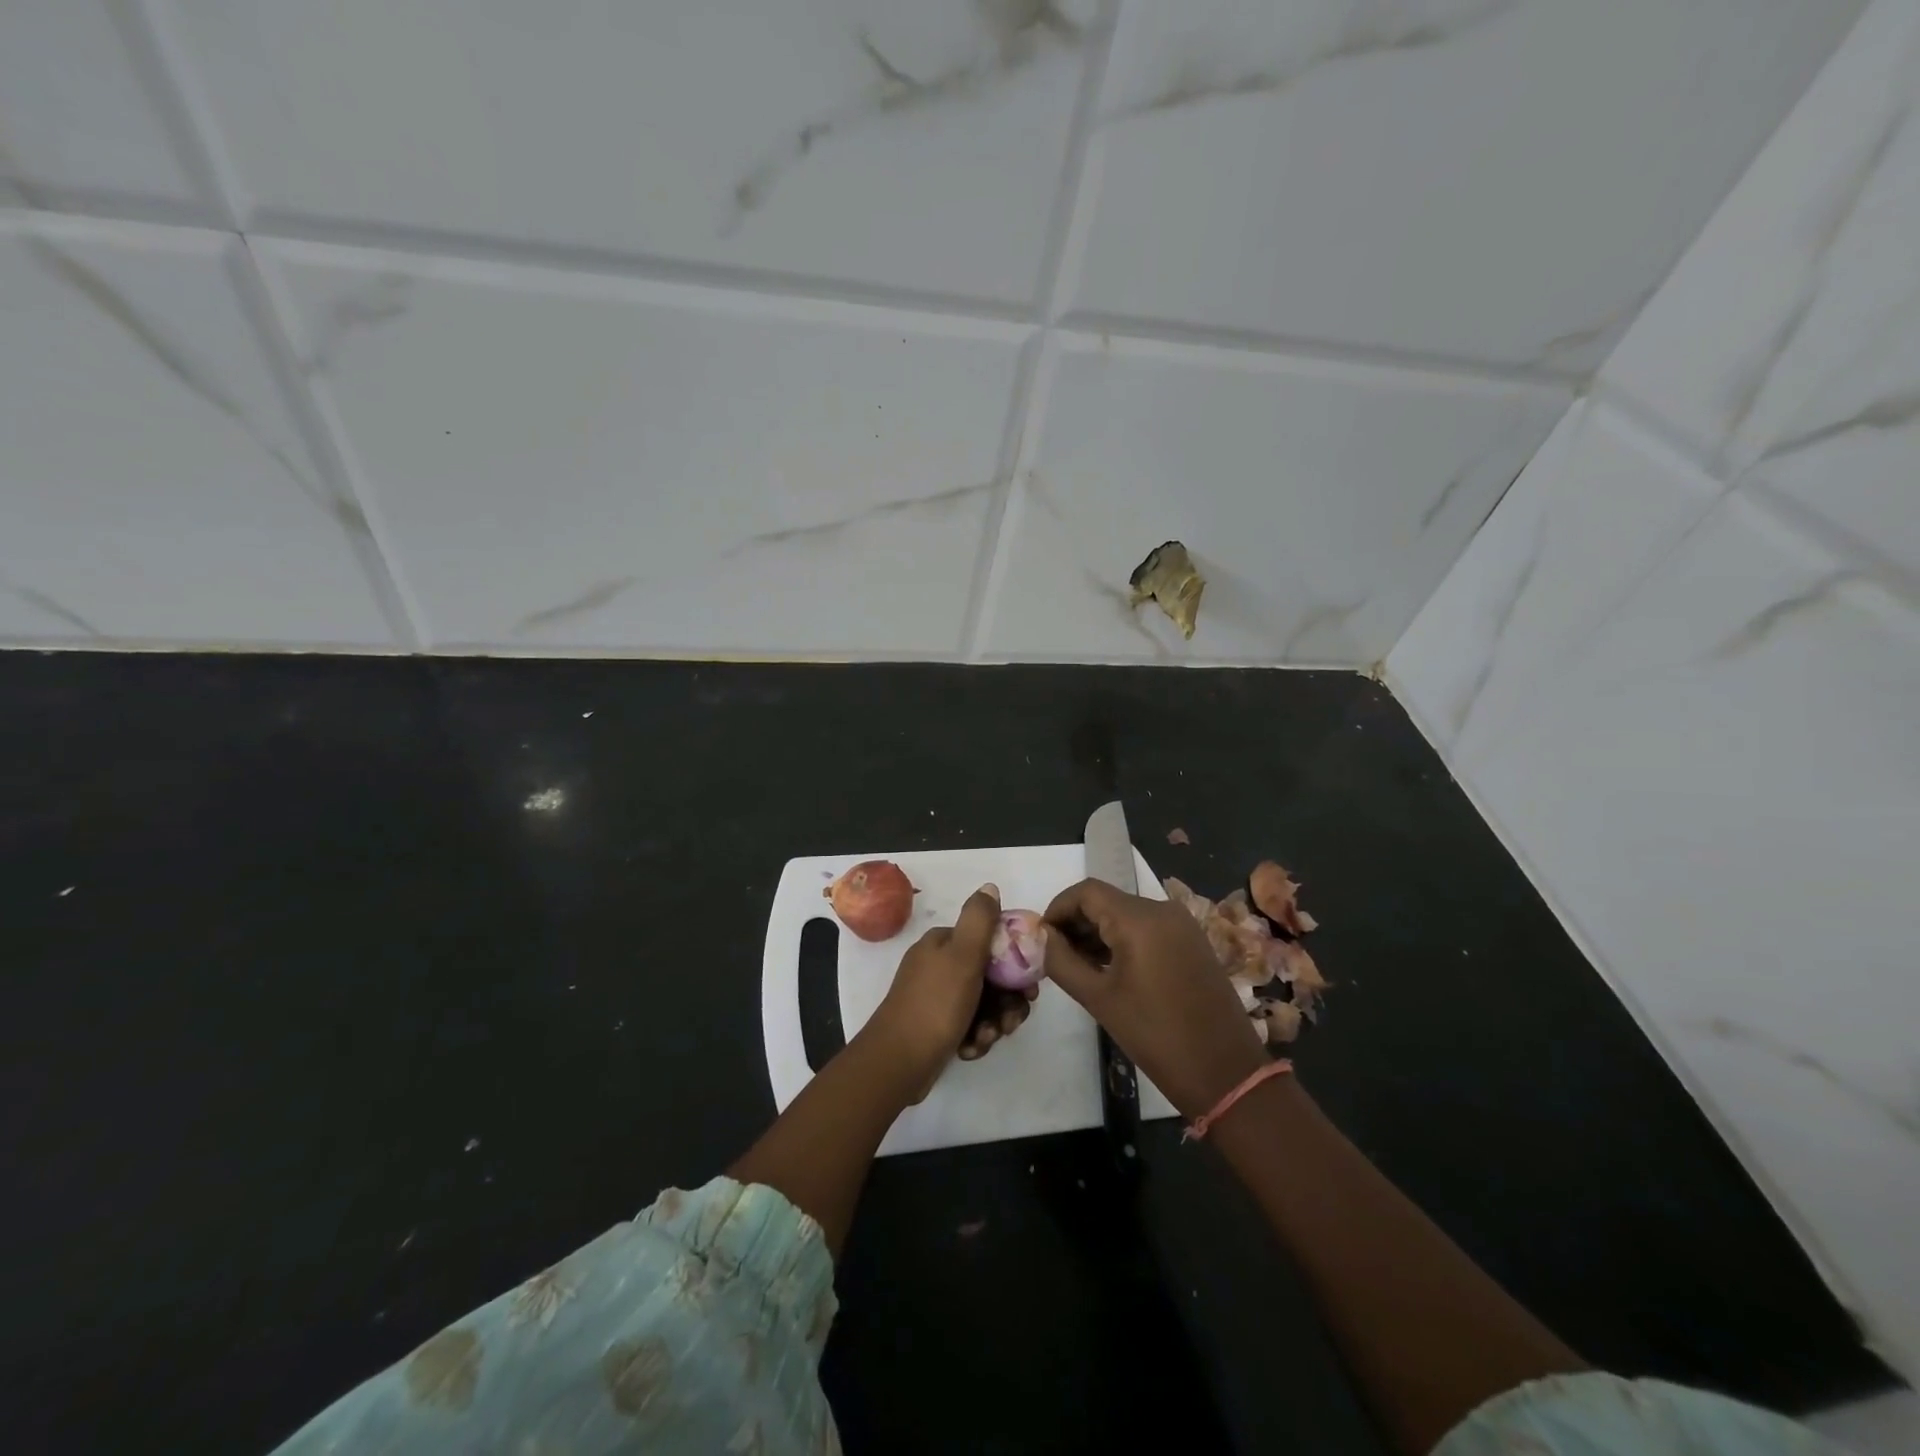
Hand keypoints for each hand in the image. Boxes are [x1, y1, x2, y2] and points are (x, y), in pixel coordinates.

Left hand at [862, 884, 1039, 1101]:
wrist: (897, 1063)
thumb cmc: (935, 1005)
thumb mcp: (962, 956)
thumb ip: (979, 920)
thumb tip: (989, 887)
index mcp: (943, 943)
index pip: (990, 942)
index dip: (1015, 963)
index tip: (1029, 989)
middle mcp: (938, 964)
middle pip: (990, 976)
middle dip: (1006, 1001)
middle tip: (1011, 1022)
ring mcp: (935, 996)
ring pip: (982, 1003)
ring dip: (992, 1022)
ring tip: (987, 1038)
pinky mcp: (935, 1025)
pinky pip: (968, 1024)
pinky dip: (975, 1037)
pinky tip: (969, 1049)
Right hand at [1044, 878, 1267, 1118]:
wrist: (1225, 1072)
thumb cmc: (1155, 1035)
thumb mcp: (1098, 999)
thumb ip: (1062, 961)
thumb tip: (1043, 937)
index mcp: (1139, 919)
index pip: (1086, 892)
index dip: (1058, 908)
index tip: (1042, 938)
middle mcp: (1163, 910)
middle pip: (1107, 900)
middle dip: (1077, 922)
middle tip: (1056, 956)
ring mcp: (1182, 925)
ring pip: (1127, 914)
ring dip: (1099, 932)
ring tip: (1079, 966)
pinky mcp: (1193, 941)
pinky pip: (1148, 928)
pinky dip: (1124, 940)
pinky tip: (1110, 969)